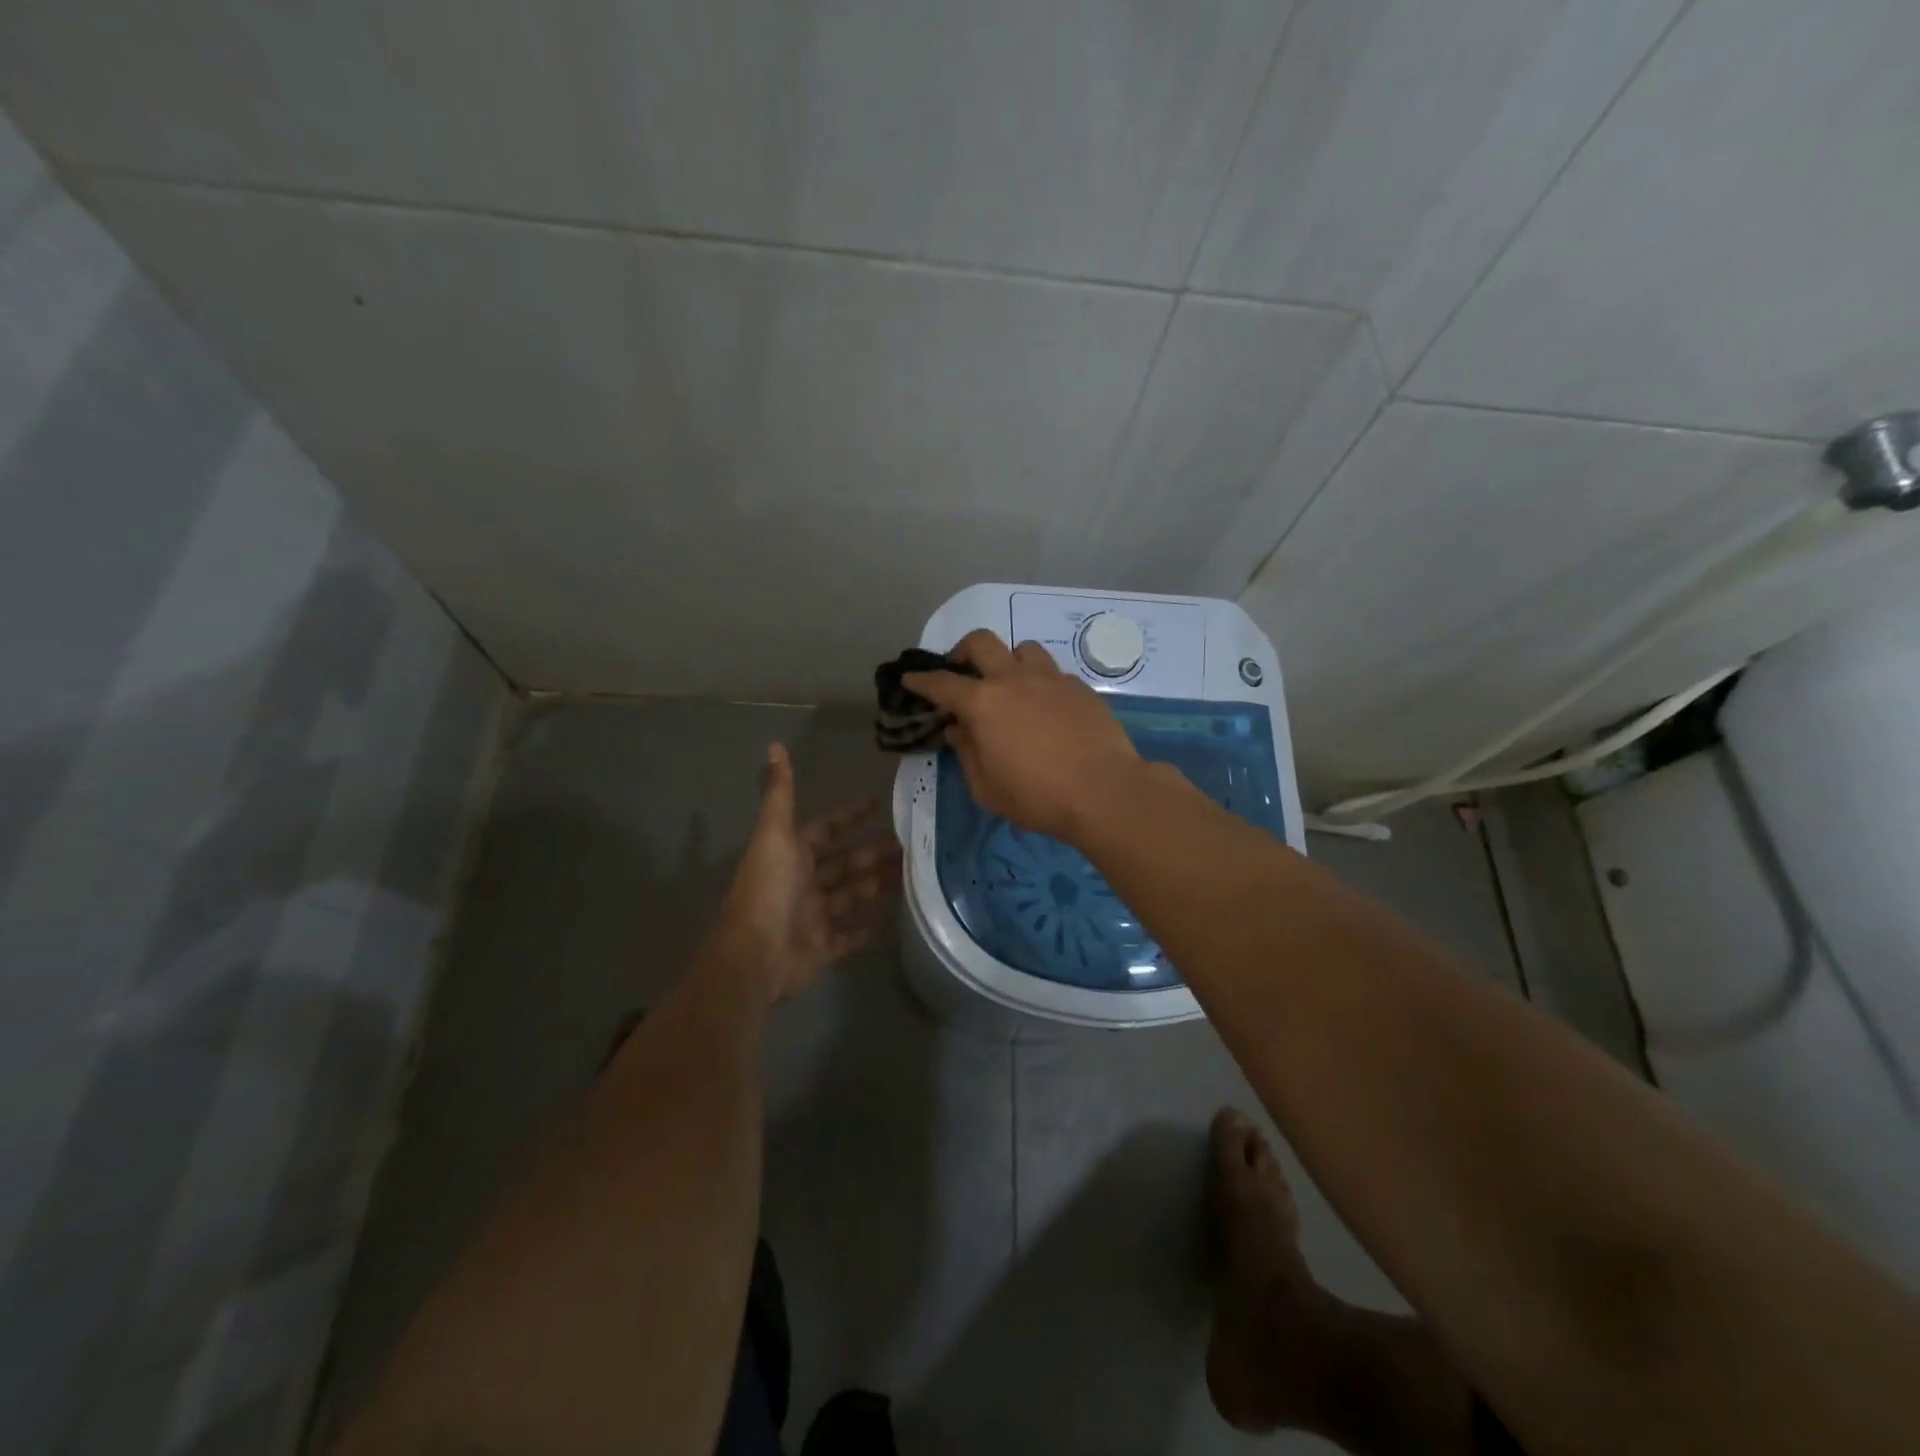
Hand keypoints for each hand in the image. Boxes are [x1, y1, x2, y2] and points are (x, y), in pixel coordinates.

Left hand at [711, 744, 901, 1002]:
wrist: (755, 956)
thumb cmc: (768, 890)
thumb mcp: (776, 834)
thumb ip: (780, 793)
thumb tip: (775, 746)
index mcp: (792, 855)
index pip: (825, 829)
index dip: (849, 816)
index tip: (877, 804)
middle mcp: (803, 883)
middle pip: (844, 863)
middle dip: (872, 852)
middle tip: (909, 843)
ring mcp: (813, 917)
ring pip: (852, 895)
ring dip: (876, 884)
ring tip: (910, 874)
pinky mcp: (823, 949)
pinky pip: (850, 936)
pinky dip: (867, 929)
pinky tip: (891, 919)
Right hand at [903, 629, 1143, 841]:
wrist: (1104, 792)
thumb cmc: (1037, 797)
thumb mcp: (987, 788)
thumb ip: (967, 753)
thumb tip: (958, 729)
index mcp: (983, 703)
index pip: (942, 683)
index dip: (922, 680)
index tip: (910, 679)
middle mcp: (1014, 679)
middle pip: (982, 642)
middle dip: (963, 650)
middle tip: (961, 669)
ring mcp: (1052, 679)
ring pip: (1024, 649)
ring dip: (1009, 661)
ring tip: (1011, 685)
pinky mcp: (1081, 688)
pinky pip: (1054, 673)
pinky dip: (1042, 683)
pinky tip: (1047, 708)